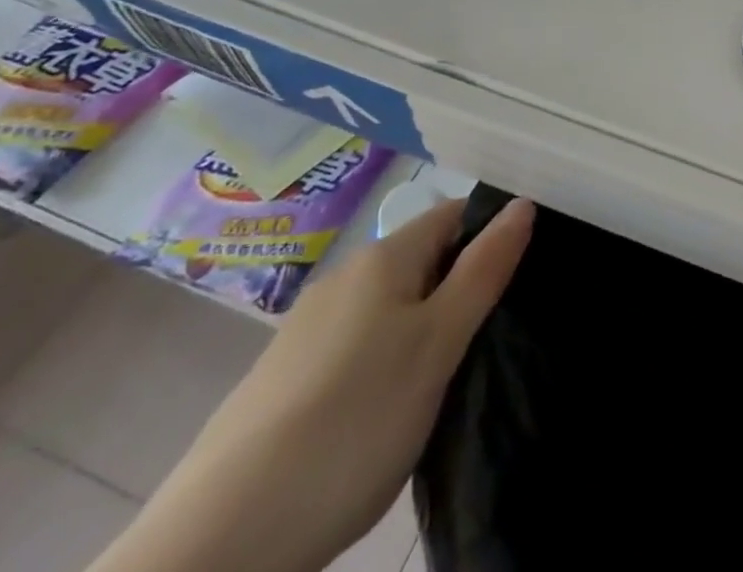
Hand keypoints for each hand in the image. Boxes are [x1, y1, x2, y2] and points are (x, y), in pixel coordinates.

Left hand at [91, 195, 534, 571]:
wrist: (221, 540)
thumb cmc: (354, 422)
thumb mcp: (439, 344)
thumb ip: (484, 270)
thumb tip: (522, 204)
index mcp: (382, 258)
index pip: (453, 216)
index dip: (489, 237)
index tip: (515, 281)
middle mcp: (342, 278)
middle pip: (421, 262)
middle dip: (457, 290)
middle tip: (484, 342)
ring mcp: (305, 329)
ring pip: (388, 308)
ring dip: (420, 331)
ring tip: (440, 384)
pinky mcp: (282, 380)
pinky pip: (355, 348)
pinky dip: (381, 365)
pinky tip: (381, 415)